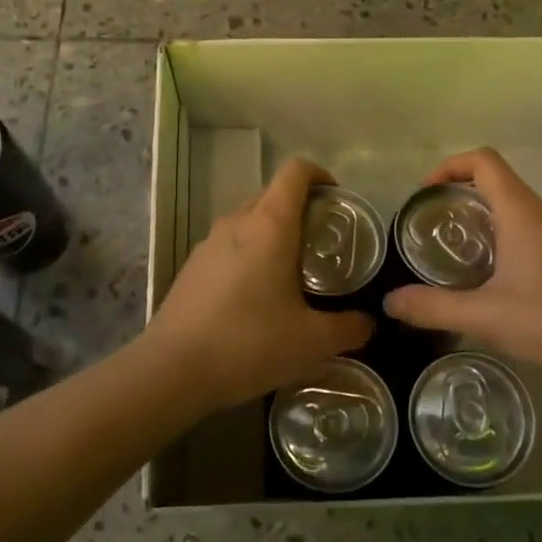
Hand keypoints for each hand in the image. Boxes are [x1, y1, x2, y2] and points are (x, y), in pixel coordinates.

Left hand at [141, 157, 373, 409]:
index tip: (337, 201)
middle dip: (301, 208)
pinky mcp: (191, 266)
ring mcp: (208, 242)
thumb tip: (368, 323)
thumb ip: (349, 328)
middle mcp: (237, 222)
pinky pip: (228, 245)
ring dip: (272, 232)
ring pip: (248, 219)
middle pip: (273, 193)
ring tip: (292, 271)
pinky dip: (248, 254)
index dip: (320, 175)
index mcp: (270, 225)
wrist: (172, 370)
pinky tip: (255, 296)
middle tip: (323, 243)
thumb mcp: (312, 342)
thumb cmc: (249, 343)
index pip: (296, 171)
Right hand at [383, 148, 541, 382]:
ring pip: (515, 212)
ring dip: (482, 223)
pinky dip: (504, 243)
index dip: (449, 165)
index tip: (424, 193)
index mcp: (522, 213)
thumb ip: (433, 308)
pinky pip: (530, 234)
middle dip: (459, 199)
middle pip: (497, 185)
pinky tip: (494, 285)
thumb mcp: (487, 317)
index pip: (484, 161)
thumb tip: (390, 301)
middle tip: (430, 232)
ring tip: (455, 260)